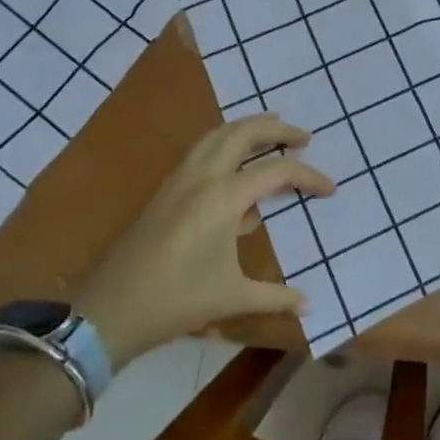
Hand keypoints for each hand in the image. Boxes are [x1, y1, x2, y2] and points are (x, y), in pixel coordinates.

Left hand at [76, 114, 333, 365]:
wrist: (109, 311)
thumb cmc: (176, 300)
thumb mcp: (232, 298)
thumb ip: (275, 297)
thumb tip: (309, 304)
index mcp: (224, 196)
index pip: (277, 171)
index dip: (308, 177)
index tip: (331, 189)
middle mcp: (202, 176)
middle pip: (243, 132)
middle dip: (276, 128)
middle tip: (303, 137)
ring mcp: (179, 180)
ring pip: (217, 135)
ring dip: (246, 128)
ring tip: (270, 131)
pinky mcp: (165, 191)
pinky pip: (200, 151)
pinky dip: (224, 144)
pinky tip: (234, 166)